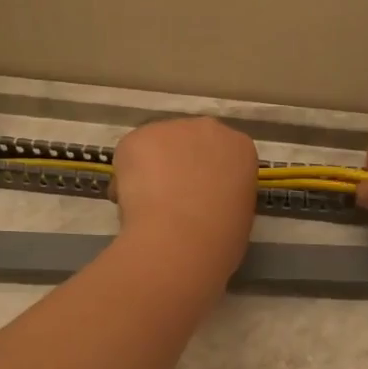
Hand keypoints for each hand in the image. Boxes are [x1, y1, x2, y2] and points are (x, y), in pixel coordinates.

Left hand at [110, 117, 258, 276]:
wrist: (182, 239)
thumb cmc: (221, 236)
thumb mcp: (240, 213)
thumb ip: (225, 194)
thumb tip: (205, 200)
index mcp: (240, 148)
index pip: (223, 154)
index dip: (207, 175)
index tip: (200, 196)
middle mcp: (209, 128)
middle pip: (189, 141)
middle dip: (179, 164)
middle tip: (172, 199)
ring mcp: (172, 129)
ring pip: (157, 147)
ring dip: (152, 169)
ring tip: (149, 206)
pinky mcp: (139, 137)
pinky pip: (130, 155)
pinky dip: (127, 178)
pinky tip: (134, 203)